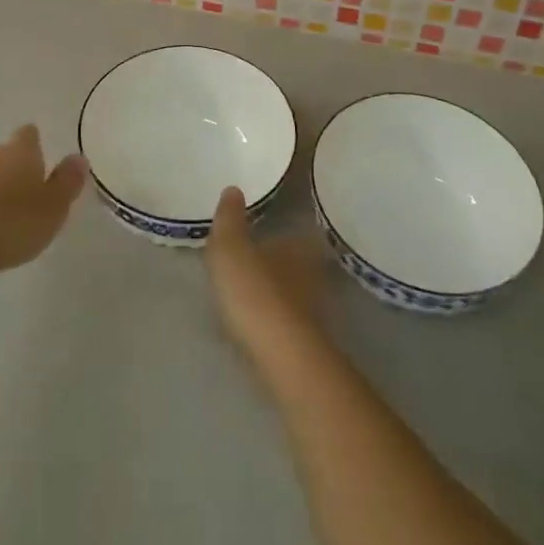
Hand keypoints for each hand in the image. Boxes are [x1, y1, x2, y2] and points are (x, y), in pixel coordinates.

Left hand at [0, 125, 85, 278]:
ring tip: (5, 216)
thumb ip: (67, 182)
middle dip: (14, 169)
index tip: (41, 159)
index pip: (29, 134)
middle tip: (27, 194)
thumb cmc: (11, 223)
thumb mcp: (53, 208)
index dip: (35, 144)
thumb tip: (78, 157)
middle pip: (4, 153)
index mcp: (20, 151)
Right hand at [207, 186, 324, 358]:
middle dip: (279, 261)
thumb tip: (233, 188)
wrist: (281, 355)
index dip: (281, 231)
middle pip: (297, 261)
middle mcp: (313, 271)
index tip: (265, 231)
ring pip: (295, 291)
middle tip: (255, 260)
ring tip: (252, 292)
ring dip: (278, 291)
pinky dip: (276, 317)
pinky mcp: (308, 340)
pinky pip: (289, 319)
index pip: (296, 230)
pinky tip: (259, 322)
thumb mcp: (230, 248)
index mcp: (298, 244)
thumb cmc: (255, 291)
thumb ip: (229, 219)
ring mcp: (314, 308)